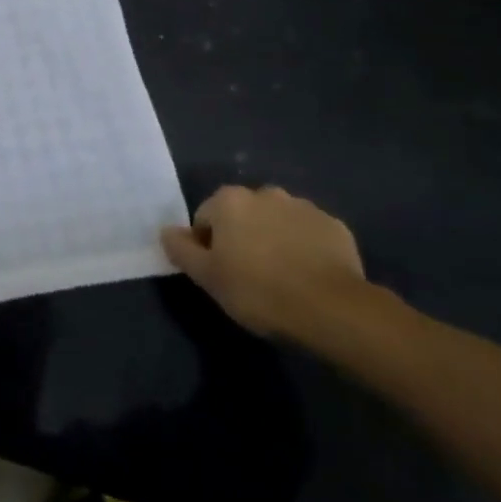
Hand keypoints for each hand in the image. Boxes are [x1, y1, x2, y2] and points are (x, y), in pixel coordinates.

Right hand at [161, 184, 366, 339]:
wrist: (331, 309)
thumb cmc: (258, 291)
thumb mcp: (207, 277)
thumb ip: (181, 249)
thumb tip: (166, 231)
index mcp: (229, 200)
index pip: (205, 219)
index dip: (209, 247)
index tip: (221, 275)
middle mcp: (265, 193)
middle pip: (243, 215)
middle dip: (243, 238)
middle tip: (249, 277)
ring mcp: (303, 206)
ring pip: (277, 222)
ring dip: (274, 240)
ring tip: (282, 278)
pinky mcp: (334, 226)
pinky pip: (309, 234)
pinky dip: (305, 248)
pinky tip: (309, 277)